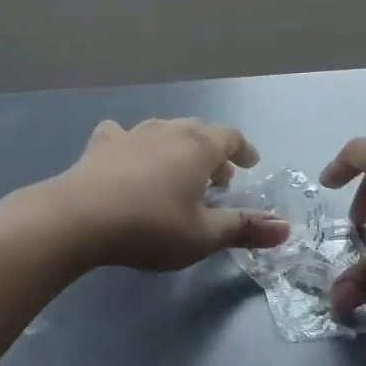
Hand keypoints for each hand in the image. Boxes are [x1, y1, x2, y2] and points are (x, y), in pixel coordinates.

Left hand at [54, 119, 292, 271]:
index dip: (243, 150)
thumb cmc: (151, 226)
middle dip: (212, 152)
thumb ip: (244, 228)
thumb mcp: (203, 235)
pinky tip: (125, 158)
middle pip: (198, 131)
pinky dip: (131, 144)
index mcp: (199, 147)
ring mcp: (132, 134)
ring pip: (163, 130)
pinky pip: (122, 136)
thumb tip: (285, 227)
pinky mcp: (100, 145)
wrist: (80, 217)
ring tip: (177, 171)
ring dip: (176, 148)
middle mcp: (169, 130)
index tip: (250, 164)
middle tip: (217, 178)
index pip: (231, 137)